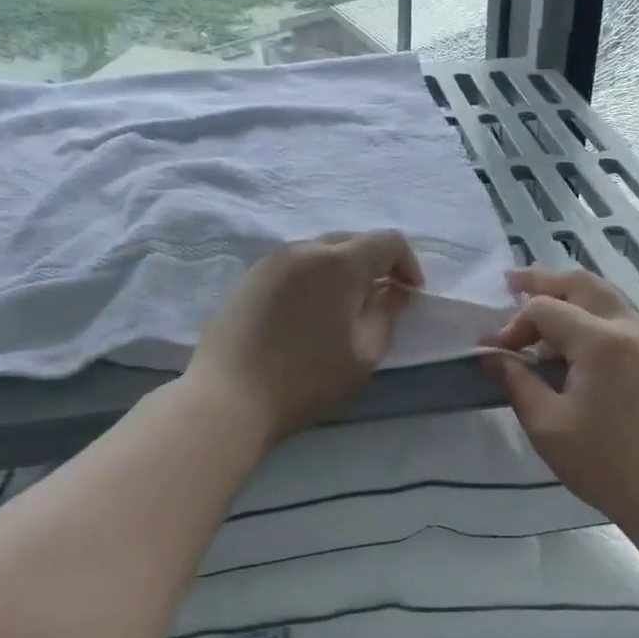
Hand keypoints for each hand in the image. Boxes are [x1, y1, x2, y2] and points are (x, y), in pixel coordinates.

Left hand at [191, 231, 423, 445]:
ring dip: (343, 271)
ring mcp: (272, 260)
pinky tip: (309, 313)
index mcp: (339, 263)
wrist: (228, 397)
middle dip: (375, 265)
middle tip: (380, 302)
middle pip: (353, 240)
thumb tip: (393, 292)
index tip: (410, 296)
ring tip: (344, 308)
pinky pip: (295, 265)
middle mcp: (305, 249)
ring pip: (321, 251)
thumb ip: (386, 315)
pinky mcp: (250, 277)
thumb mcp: (364, 354)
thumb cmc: (306, 379)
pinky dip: (314, 278)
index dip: (408, 264)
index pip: (388, 241)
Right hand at [481, 268, 638, 543]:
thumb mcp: (547, 426)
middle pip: (582, 284)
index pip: (546, 310)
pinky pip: (622, 317)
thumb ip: (516, 382)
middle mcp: (631, 327)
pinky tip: (574, 335)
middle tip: (510, 281)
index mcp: (601, 340)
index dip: (512, 324)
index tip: (491, 350)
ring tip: (539, 300)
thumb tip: (491, 355)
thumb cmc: (604, 464)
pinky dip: (593, 312)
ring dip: (571, 293)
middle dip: (543, 281)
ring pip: (607, 296)